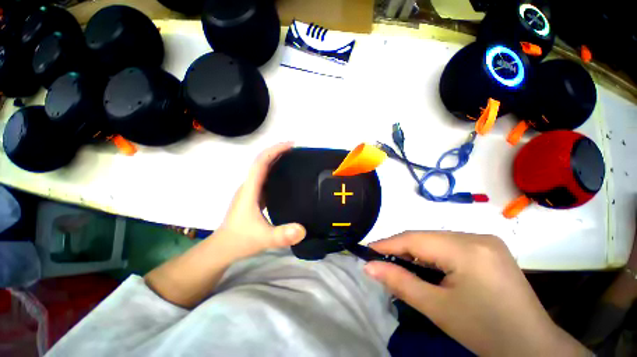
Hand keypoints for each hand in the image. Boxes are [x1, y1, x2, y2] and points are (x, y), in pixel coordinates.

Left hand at [215, 142, 305, 258]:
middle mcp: (249, 186)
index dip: (274, 150)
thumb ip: (281, 235)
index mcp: (250, 190)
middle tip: (297, 150)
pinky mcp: (254, 198)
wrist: (223, 248)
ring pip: (263, 170)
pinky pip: (265, 180)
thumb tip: (303, 229)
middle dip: (278, 152)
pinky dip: (275, 173)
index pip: (261, 162)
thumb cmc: (240, 240)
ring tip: (294, 160)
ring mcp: (251, 192)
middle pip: (262, 162)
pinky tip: (286, 179)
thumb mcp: (263, 239)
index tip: (291, 145)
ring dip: (276, 161)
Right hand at [365, 231, 587, 356]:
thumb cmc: (485, 332)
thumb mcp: (438, 308)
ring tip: (400, 262)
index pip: (415, 239)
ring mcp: (486, 240)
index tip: (368, 250)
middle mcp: (477, 236)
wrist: (533, 347)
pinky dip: (432, 253)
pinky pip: (449, 244)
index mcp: (467, 249)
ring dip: (416, 250)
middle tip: (381, 259)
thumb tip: (369, 268)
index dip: (388, 243)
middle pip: (426, 237)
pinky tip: (427, 265)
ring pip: (436, 239)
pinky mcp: (489, 248)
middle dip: (401, 247)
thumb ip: (400, 283)